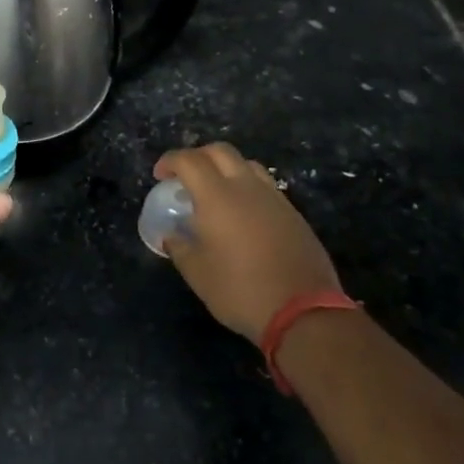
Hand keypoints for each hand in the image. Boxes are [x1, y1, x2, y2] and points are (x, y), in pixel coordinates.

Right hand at [154, 141, 346, 341]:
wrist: (303, 312)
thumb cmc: (241, 290)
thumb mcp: (198, 274)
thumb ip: (179, 248)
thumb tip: (171, 235)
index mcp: (217, 197)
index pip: (189, 160)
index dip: (170, 161)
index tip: (160, 176)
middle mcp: (247, 188)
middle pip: (220, 151)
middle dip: (197, 156)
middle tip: (185, 177)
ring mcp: (274, 199)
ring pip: (246, 164)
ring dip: (225, 168)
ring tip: (215, 191)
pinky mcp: (293, 214)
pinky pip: (265, 186)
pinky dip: (246, 187)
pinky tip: (241, 214)